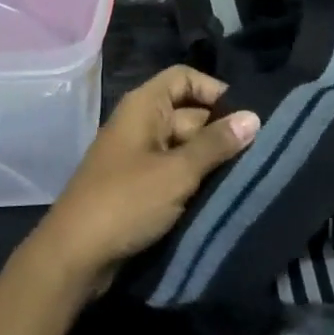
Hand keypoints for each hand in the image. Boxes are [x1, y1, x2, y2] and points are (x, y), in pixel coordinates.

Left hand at [27, 66, 259, 296]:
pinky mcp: (139, 186)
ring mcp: (139, 156)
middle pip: (189, 113)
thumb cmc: (126, 202)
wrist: (74, 256)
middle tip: (258, 153)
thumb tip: (254, 117)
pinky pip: (174, 171)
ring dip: (211, 159)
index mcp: (144, 106)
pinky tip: (222, 194)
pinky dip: (195, 179)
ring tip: (248, 174)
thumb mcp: (177, 172)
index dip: (214, 90)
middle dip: (220, 131)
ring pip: (185, 146)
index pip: (184, 78)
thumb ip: (216, 144)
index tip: (245, 116)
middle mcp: (141, 124)